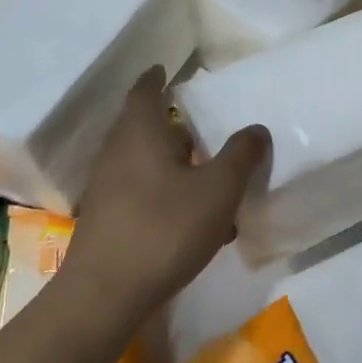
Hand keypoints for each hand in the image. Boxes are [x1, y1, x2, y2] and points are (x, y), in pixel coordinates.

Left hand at [62, 68, 267, 309]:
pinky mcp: (106, 218)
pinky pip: (140, 190)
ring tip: (206, 173)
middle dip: (170, 122)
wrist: (105, 294)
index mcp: (140, 133)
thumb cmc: (165, 228)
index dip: (157, 77)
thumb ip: (240, 155)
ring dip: (172, 161)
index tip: (167, 68)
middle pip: (142, 125)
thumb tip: (255, 129)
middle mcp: (117, 152)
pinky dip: (165, 191)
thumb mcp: (218, 190)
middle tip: (201, 123)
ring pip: (143, 161)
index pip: (145, 90)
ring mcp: (107, 187)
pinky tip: (193, 218)